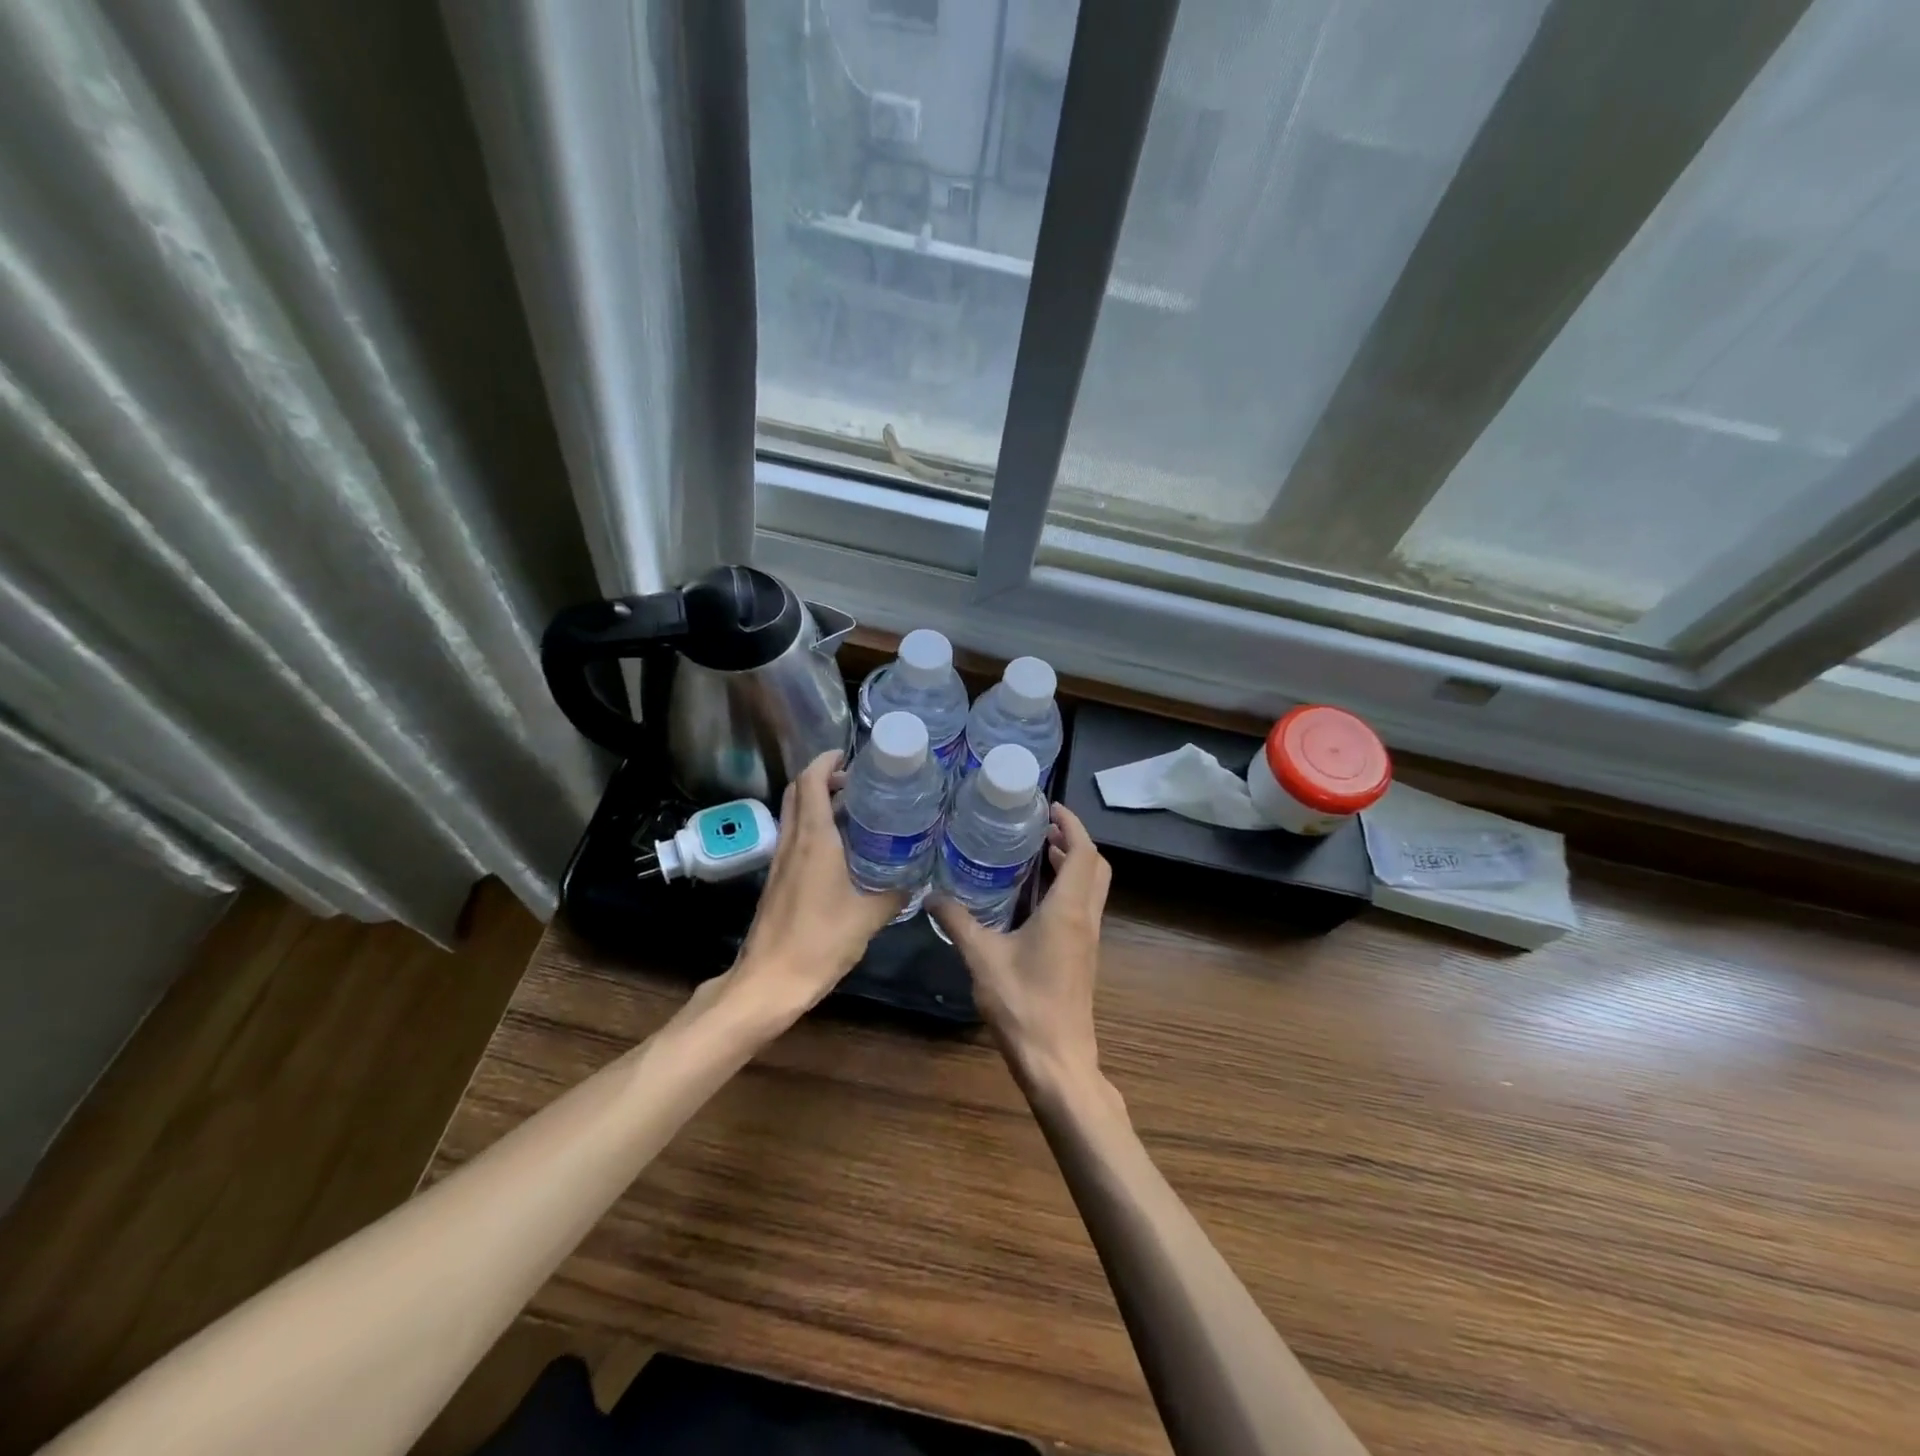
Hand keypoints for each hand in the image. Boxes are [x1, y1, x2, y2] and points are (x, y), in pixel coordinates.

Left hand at [723, 750, 906, 1027]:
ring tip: (856, 809)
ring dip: (817, 801)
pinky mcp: (778, 879)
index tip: (850, 755)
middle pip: (798, 792)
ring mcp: (781, 861)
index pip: (810, 782)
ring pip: (794, 814)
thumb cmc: (819, 942)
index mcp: (814, 840)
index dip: (826, 761)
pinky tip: (842, 847)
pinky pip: (795, 837)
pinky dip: (814, 827)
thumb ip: (896, 891)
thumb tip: (919, 875)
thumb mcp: (869, 916)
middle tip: (857, 781)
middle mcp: (793, 842)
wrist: (770, 981)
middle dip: (823, 777)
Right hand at [931, 803, 1111, 1092]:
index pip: (1084, 853)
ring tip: (1037, 853)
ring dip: (1073, 865)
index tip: (1050, 808)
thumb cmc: (1023, 1005)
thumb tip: (931, 894)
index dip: (1072, 825)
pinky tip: (1034, 900)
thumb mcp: (982, 958)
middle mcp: (1086, 919)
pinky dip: (1068, 889)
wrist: (1058, 1061)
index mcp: (1068, 911)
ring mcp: (1088, 940)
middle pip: (1096, 867)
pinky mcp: (1083, 957)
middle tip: (1042, 829)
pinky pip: (1084, 908)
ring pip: (1092, 889)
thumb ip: (958, 922)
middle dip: (1075, 841)